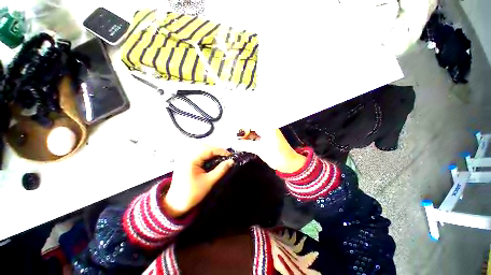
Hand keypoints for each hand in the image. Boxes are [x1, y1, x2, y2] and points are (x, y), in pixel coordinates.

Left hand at [163, 147, 233, 217]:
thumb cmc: (192, 193)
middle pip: (205, 146)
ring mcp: (184, 157)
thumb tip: (231, 161)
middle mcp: (186, 154)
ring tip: (220, 157)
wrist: (175, 204)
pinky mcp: (185, 160)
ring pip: (201, 148)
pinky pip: (197, 152)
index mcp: (191, 159)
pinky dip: (206, 153)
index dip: (221, 151)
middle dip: (217, 150)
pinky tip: (211, 158)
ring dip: (212, 151)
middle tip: (226, 157)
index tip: (230, 156)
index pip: (209, 149)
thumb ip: (221, 170)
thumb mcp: (209, 181)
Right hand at [233, 129, 305, 172]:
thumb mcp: (259, 149)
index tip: (231, 132)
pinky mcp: (265, 140)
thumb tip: (232, 143)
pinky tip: (241, 144)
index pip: (250, 122)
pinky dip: (248, 141)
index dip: (240, 127)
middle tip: (231, 137)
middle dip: (241, 132)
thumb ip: (245, 145)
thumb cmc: (276, 154)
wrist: (289, 164)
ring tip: (234, 141)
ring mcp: (265, 134)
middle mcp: (266, 128)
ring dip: (244, 137)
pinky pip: (254, 138)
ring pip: (251, 133)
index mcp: (266, 126)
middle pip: (250, 127)